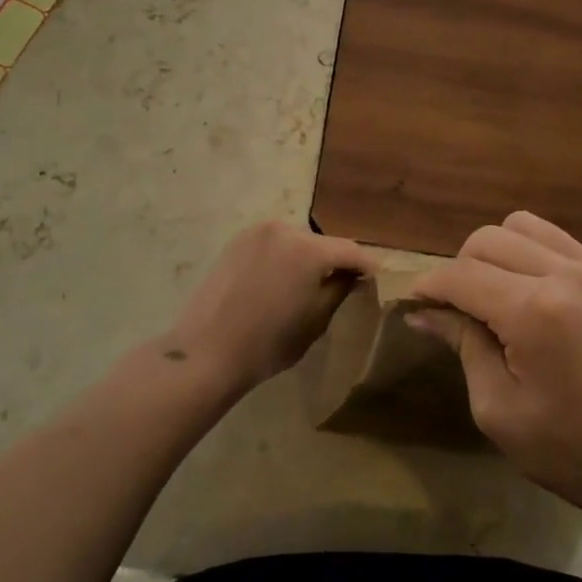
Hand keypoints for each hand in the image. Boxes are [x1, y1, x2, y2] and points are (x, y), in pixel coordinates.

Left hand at [164, 221, 372, 395]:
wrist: (206, 352)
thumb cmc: (268, 343)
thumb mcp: (316, 321)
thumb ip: (340, 289)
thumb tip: (353, 275)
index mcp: (309, 249)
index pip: (351, 251)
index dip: (367, 266)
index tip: (375, 280)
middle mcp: (285, 229)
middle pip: (322, 243)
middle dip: (335, 261)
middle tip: (342, 284)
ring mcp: (257, 232)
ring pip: (297, 241)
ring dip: (307, 258)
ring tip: (308, 284)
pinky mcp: (236, 242)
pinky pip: (273, 245)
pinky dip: (283, 257)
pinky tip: (280, 282)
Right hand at [408, 212, 581, 524]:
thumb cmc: (575, 453)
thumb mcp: (500, 410)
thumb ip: (463, 346)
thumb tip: (425, 311)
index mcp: (536, 311)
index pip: (461, 275)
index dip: (429, 286)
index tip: (414, 303)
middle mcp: (570, 273)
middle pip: (489, 238)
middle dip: (460, 268)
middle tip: (458, 309)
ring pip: (526, 227)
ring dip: (498, 254)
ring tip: (498, 296)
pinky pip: (563, 243)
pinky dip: (536, 258)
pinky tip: (540, 299)